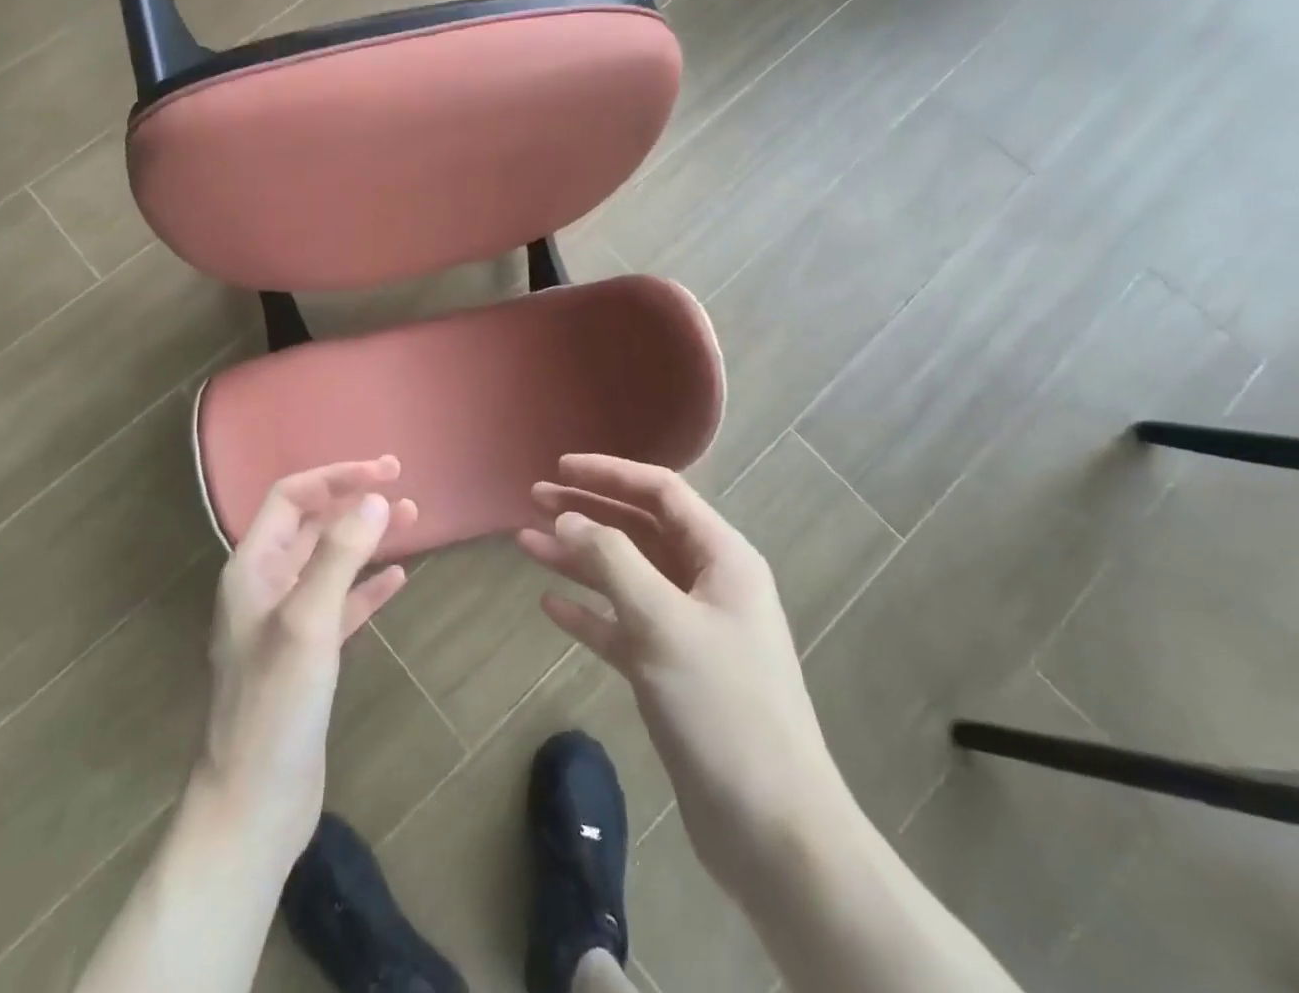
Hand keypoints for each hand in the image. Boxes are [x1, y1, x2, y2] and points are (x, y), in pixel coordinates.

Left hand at [195, 458, 417, 861]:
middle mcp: (265, 585)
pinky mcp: (307, 656)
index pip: (293, 497)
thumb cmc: (274, 705)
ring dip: (367, 538)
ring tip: (413, 520)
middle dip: (355, 501)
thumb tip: (375, 498)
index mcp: (253, 567)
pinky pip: (341, 604)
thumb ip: (340, 555)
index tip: (385, 471)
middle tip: (403, 486)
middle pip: (313, 525)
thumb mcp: (307, 621)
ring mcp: (285, 622)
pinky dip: (368, 586)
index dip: (337, 477)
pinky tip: (398, 578)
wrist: (253, 804)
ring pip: (331, 562)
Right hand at [518, 455, 848, 891]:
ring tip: (525, 543)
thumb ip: (612, 561)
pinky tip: (551, 604)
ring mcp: (690, 630)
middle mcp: (707, 585)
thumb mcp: (662, 622)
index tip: (561, 467)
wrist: (773, 832)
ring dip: (578, 558)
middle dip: (587, 512)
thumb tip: (568, 517)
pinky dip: (589, 611)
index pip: (662, 493)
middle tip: (534, 499)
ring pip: (626, 576)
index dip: (610, 474)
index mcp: (722, 559)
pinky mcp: (672, 673)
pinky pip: (622, 625)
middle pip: (639, 530)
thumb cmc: (722, 708)